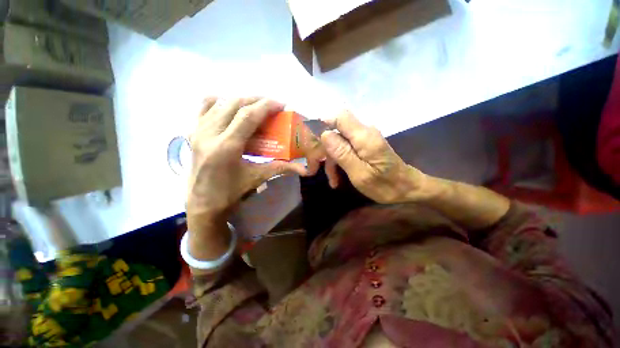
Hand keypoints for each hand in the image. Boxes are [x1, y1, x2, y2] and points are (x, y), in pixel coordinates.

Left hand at [187, 97, 309, 218]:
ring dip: (241, 100)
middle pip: (235, 104)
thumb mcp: (257, 178)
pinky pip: (205, 107)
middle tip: (271, 105)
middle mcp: (210, 133)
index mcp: (227, 146)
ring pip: (220, 102)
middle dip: (256, 100)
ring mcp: (198, 131)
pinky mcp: (193, 132)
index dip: (266, 106)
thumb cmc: (230, 192)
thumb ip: (281, 168)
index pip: (248, 116)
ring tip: (256, 107)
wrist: (202, 203)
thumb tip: (303, 169)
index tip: (281, 104)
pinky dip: (220, 102)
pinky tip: (231, 109)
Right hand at [320, 111, 427, 203]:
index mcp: (364, 137)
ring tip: (330, 180)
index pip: (339, 116)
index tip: (310, 142)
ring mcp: (363, 138)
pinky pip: (344, 148)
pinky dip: (337, 161)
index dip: (321, 124)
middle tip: (312, 168)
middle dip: (320, 148)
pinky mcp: (363, 145)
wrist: (407, 188)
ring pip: (337, 141)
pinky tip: (335, 178)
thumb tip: (324, 134)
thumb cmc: (386, 186)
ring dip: (328, 159)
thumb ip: (343, 154)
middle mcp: (363, 132)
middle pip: (334, 129)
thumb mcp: (361, 175)